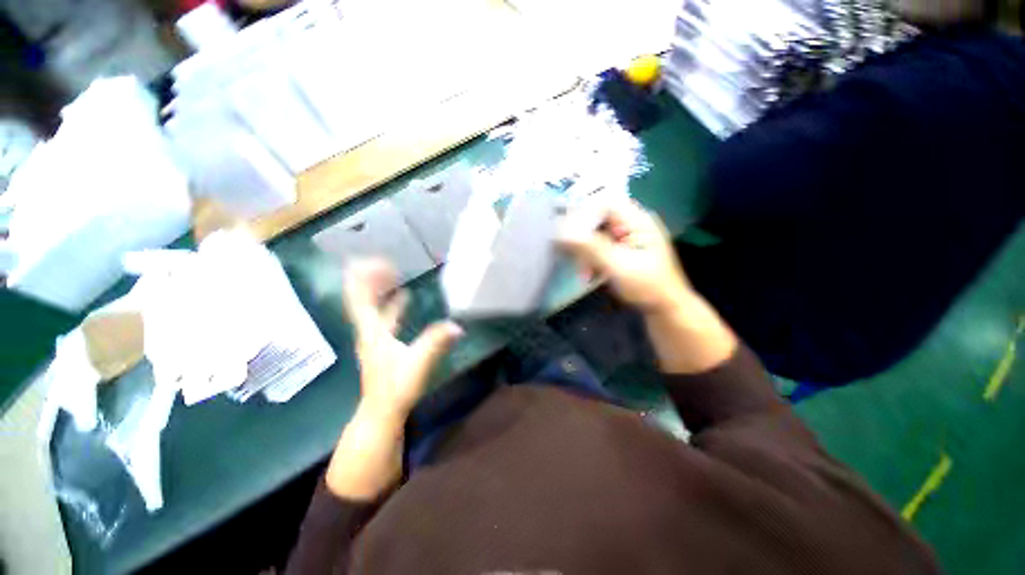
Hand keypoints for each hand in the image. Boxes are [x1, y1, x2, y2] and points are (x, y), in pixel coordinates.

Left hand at [344, 259, 462, 421]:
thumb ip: (435, 343)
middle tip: (385, 260)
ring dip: (379, 288)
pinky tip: (404, 297)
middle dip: (370, 277)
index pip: (360, 298)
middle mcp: (369, 330)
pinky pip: (384, 316)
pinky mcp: (382, 344)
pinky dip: (391, 303)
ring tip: (392, 271)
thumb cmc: (396, 388)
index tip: (372, 259)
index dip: (363, 278)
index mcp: (372, 331)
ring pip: (373, 306)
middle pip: (362, 298)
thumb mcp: (418, 363)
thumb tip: (457, 325)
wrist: (382, 412)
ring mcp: (374, 337)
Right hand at [559, 200, 736, 373]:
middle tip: (573, 256)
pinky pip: (597, 246)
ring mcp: (626, 236)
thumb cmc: (647, 287)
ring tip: (583, 272)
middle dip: (582, 238)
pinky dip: (590, 259)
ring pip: (594, 233)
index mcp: (637, 220)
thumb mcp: (618, 267)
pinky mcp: (620, 249)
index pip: (604, 203)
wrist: (665, 309)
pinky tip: (588, 274)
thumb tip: (561, 232)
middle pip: (597, 217)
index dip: (582, 215)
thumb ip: (591, 248)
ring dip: (584, 252)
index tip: (566, 234)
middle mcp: (631, 223)